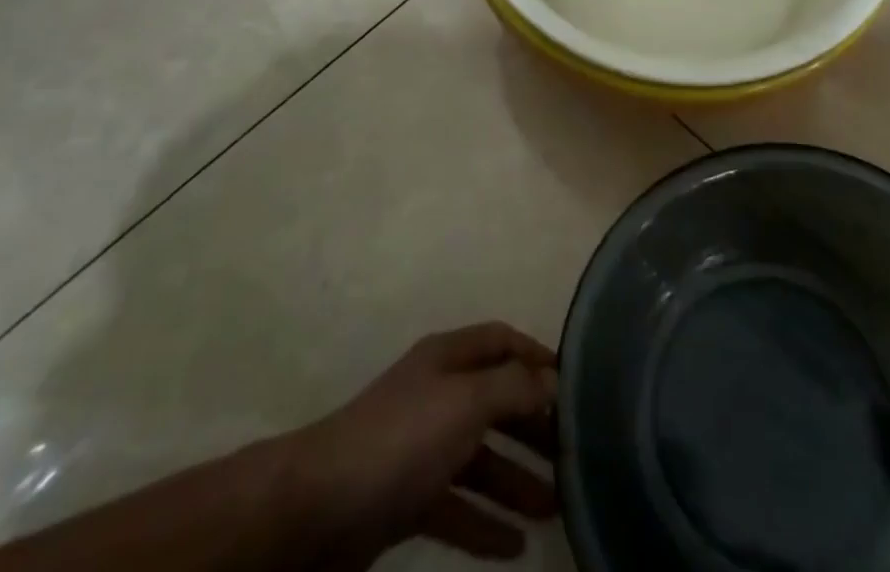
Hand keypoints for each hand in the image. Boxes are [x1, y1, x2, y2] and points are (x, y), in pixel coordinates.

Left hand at [280, 322, 558, 568]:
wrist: (314, 510)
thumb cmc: (401, 439)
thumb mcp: (465, 401)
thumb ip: (514, 388)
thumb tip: (553, 381)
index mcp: (448, 359)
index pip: (502, 342)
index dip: (537, 356)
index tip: (575, 384)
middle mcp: (437, 395)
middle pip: (496, 402)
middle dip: (533, 426)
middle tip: (573, 455)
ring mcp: (420, 449)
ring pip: (480, 460)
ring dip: (517, 481)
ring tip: (556, 506)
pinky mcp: (405, 500)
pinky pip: (456, 507)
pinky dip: (484, 523)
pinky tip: (515, 546)